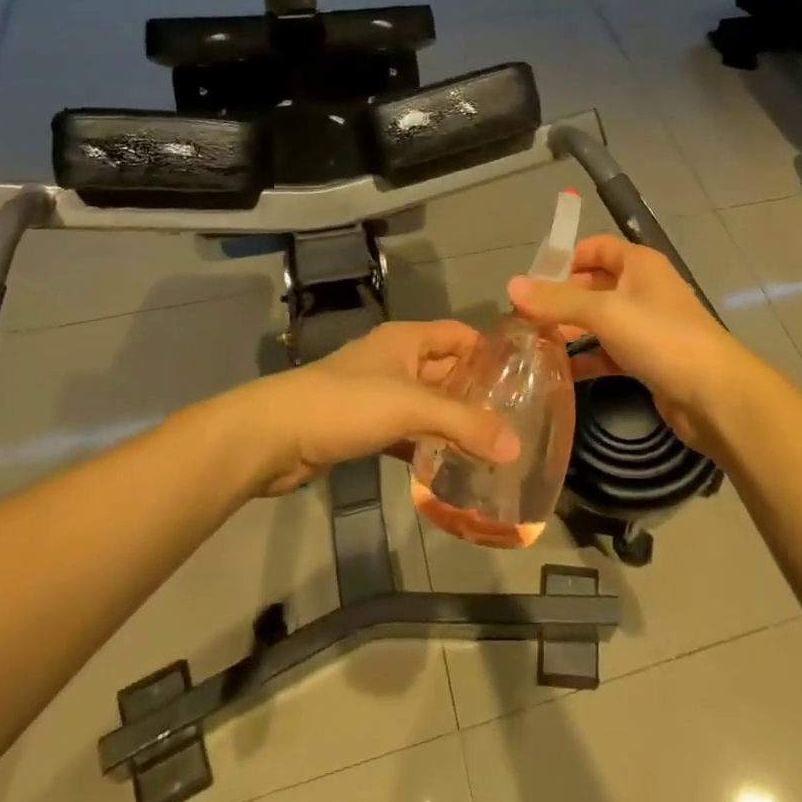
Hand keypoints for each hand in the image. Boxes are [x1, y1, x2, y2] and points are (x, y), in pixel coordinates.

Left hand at [228, 321, 517, 494]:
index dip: (491, 352)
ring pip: (428, 403)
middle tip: (517, 421)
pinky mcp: (364, 425)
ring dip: (453, 422)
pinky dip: (426, 445)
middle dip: (477, 393)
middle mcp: (395, 359)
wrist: (275, 436)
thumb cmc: (348, 404)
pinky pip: (407, 430)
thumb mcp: (412, 407)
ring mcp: (378, 393)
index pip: (460, 335)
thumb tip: (516, 447)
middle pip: (447, 370)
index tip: (525, 379)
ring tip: (492, 447)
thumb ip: (465, 424)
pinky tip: (449, 466)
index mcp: (407, 339)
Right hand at [507, 235, 759, 452]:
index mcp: (639, 263)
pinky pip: (609, 351)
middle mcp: (643, 288)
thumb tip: (511, 286)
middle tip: (523, 319)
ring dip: (571, 330)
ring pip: (600, 320)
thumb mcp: (605, 312)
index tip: (532, 282)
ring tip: (532, 345)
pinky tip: (559, 372)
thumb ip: (558, 301)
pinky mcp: (648, 359)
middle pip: (594, 284)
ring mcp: (647, 325)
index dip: (564, 259)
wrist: (716, 395)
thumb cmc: (661, 338)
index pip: (595, 247)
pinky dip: (587, 358)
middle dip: (561, 299)